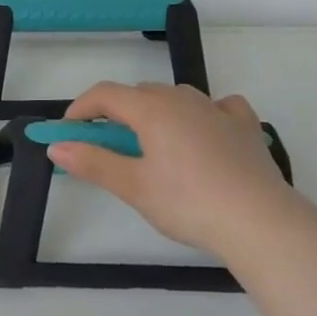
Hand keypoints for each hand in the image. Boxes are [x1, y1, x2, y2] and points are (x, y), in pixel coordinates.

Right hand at [45, 82, 306, 265]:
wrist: (260, 222)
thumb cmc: (188, 203)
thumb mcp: (133, 186)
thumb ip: (93, 162)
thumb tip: (56, 147)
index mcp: (152, 110)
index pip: (105, 94)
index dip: (81, 109)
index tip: (68, 133)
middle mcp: (183, 100)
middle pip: (139, 94)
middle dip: (116, 113)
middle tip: (106, 147)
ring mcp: (218, 111)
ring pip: (176, 97)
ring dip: (155, 111)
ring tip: (152, 144)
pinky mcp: (246, 127)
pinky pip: (219, 107)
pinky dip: (203, 114)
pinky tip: (205, 131)